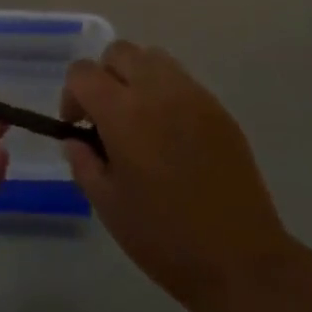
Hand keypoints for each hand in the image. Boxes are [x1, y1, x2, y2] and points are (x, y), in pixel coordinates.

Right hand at [62, 42, 290, 311]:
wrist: (240, 258)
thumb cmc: (165, 238)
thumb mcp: (109, 207)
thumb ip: (84, 164)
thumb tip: (76, 139)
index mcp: (123, 113)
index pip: (82, 73)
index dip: (72, 95)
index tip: (77, 126)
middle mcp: (156, 90)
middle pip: (118, 52)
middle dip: (103, 77)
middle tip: (106, 118)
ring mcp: (191, 94)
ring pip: (151, 58)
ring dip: (136, 77)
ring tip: (139, 119)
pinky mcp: (216, 106)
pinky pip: (180, 79)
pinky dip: (165, 91)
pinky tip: (170, 133)